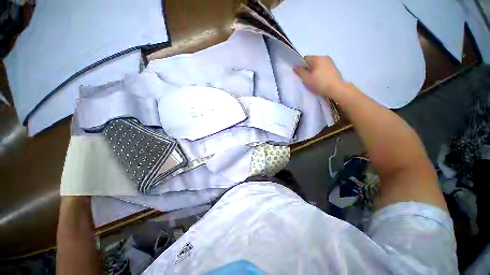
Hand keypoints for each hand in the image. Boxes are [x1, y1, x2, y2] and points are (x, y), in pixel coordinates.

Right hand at [294, 56, 344, 97]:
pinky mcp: (333, 67)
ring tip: (313, 80)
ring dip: (313, 71)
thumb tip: (295, 66)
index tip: (301, 74)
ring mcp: (330, 62)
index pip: (304, 58)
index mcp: (317, 58)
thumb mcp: (306, 79)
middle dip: (307, 68)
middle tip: (306, 78)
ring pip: (317, 65)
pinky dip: (319, 72)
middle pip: (311, 61)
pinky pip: (322, 67)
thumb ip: (300, 71)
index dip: (301, 66)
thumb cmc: (319, 83)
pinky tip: (320, 80)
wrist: (336, 89)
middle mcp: (324, 57)